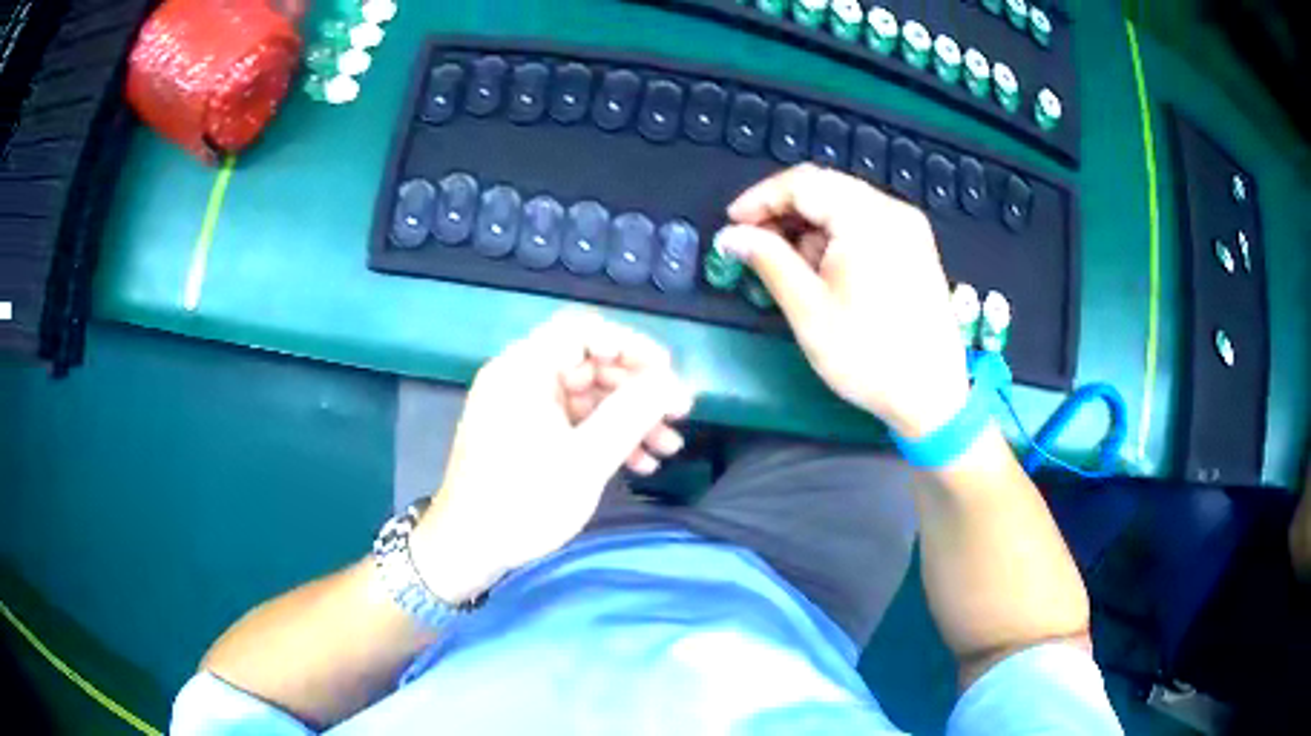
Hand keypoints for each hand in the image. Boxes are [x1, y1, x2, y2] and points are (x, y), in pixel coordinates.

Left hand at [410, 311, 693, 601]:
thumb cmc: (524, 501)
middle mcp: (520, 378)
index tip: (668, 373)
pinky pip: (572, 421)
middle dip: (637, 391)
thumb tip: (673, 381)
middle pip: (589, 364)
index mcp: (523, 369)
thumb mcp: (586, 459)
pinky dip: (605, 437)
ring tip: (669, 448)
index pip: (583, 331)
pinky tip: (640, 464)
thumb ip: (632, 413)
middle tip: (679, 416)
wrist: (468, 549)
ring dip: (629, 419)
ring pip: (587, 397)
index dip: (631, 346)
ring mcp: (521, 407)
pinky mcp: (525, 434)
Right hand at [716, 164, 968, 437]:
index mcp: (868, 218)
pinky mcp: (915, 247)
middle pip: (826, 187)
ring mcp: (909, 227)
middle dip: (784, 210)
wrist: (931, 397)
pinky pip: (866, 223)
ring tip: (788, 263)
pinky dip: (836, 235)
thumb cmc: (867, 355)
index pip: (803, 183)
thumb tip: (730, 235)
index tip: (731, 224)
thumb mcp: (808, 309)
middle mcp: (893, 210)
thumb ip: (767, 260)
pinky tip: (823, 268)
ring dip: (809, 224)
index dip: (761, 198)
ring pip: (845, 204)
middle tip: (753, 242)